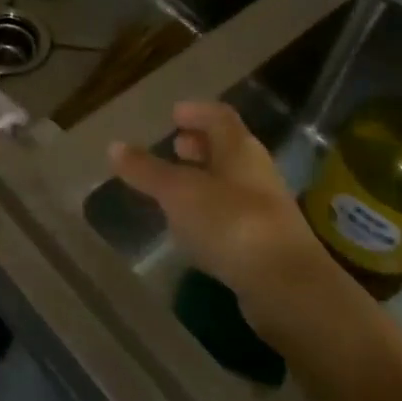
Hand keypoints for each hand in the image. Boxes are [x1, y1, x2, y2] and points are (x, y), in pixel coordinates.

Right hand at [109, 102, 336, 324]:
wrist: (287, 288)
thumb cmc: (231, 223)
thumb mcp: (179, 192)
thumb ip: (147, 170)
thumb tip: (113, 146)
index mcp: (240, 149)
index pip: (219, 116)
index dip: (197, 112)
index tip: (174, 114)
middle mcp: (257, 172)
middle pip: (228, 149)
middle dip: (200, 146)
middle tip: (174, 146)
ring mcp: (266, 210)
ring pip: (231, 183)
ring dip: (205, 180)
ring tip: (175, 188)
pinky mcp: (267, 245)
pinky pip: (234, 216)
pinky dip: (212, 213)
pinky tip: (193, 229)